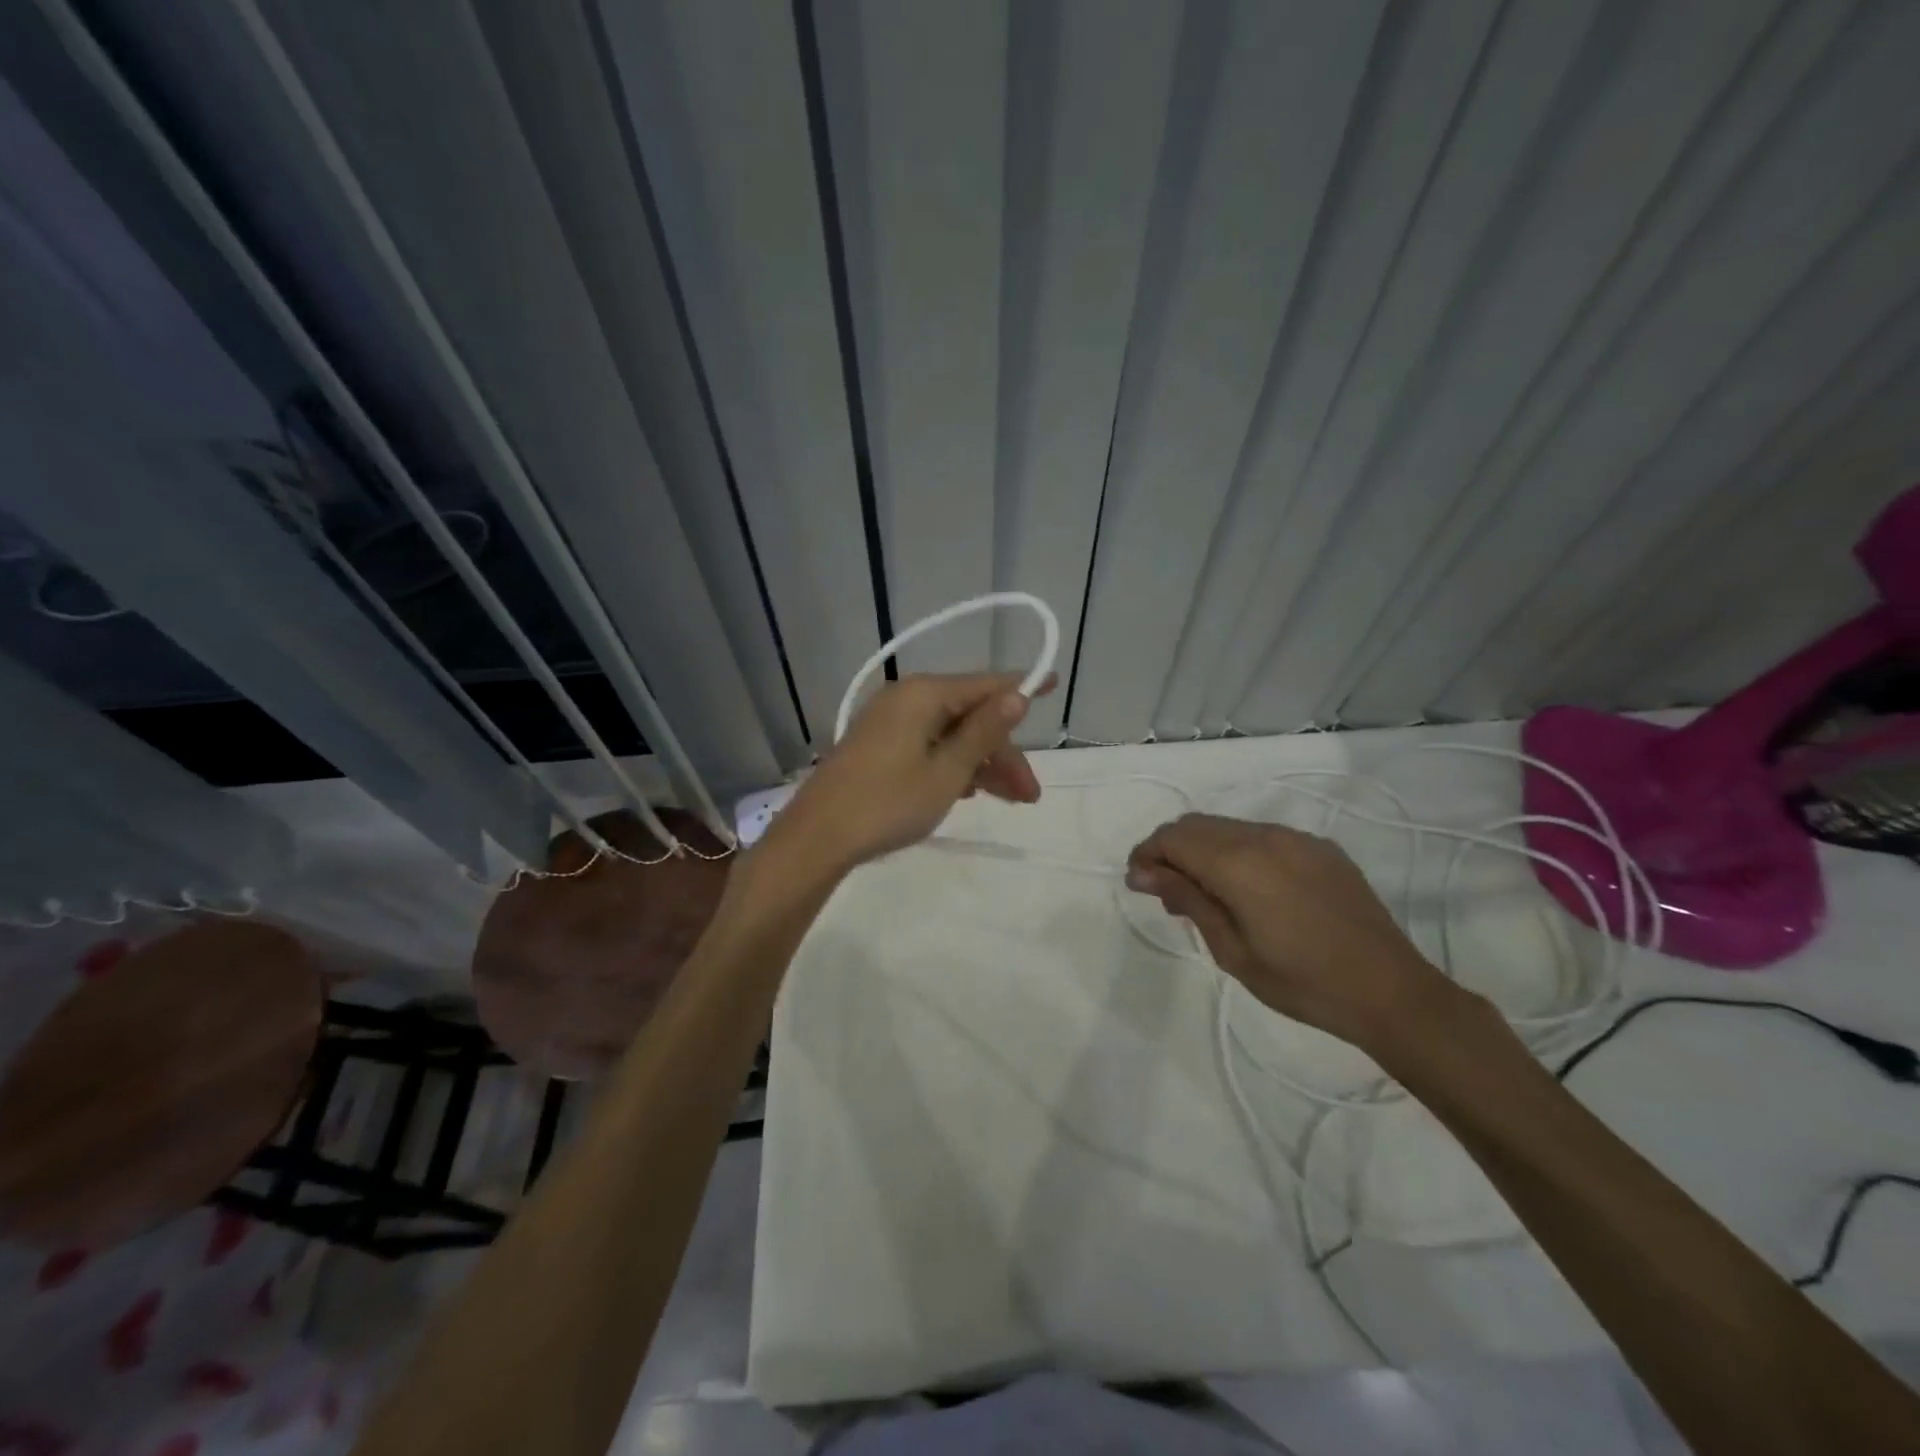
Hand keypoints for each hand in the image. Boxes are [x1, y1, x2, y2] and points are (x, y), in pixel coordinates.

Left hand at [773, 672, 1053, 872]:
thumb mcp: (947, 772)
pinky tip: (968, 792)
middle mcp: (907, 698)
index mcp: (924, 695)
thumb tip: (1016, 695)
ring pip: (950, 734)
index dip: (1022, 688)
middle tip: (1029, 795)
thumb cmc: (888, 803)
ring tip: (1009, 801)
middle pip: (970, 715)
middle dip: (1002, 753)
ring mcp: (889, 722)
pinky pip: (928, 746)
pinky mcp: (878, 745)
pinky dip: (952, 766)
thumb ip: (984, 732)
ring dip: (981, 764)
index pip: (986, 685)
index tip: (1054, 684)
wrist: (818, 837)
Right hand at [1125, 813, 1456, 1050]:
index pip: (1172, 838)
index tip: (1139, 885)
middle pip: (1196, 825)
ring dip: (1204, 850)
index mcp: (1238, 862)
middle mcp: (1264, 836)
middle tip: (1167, 893)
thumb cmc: (1301, 982)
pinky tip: (1249, 890)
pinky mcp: (1320, 848)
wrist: (1390, 991)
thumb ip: (1187, 900)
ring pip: (1228, 828)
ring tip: (1206, 894)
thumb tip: (1143, 872)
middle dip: (1171, 850)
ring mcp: (1296, 838)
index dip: (1147, 855)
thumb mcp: (1232, 950)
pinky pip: (1262, 836)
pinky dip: (1238, 852)